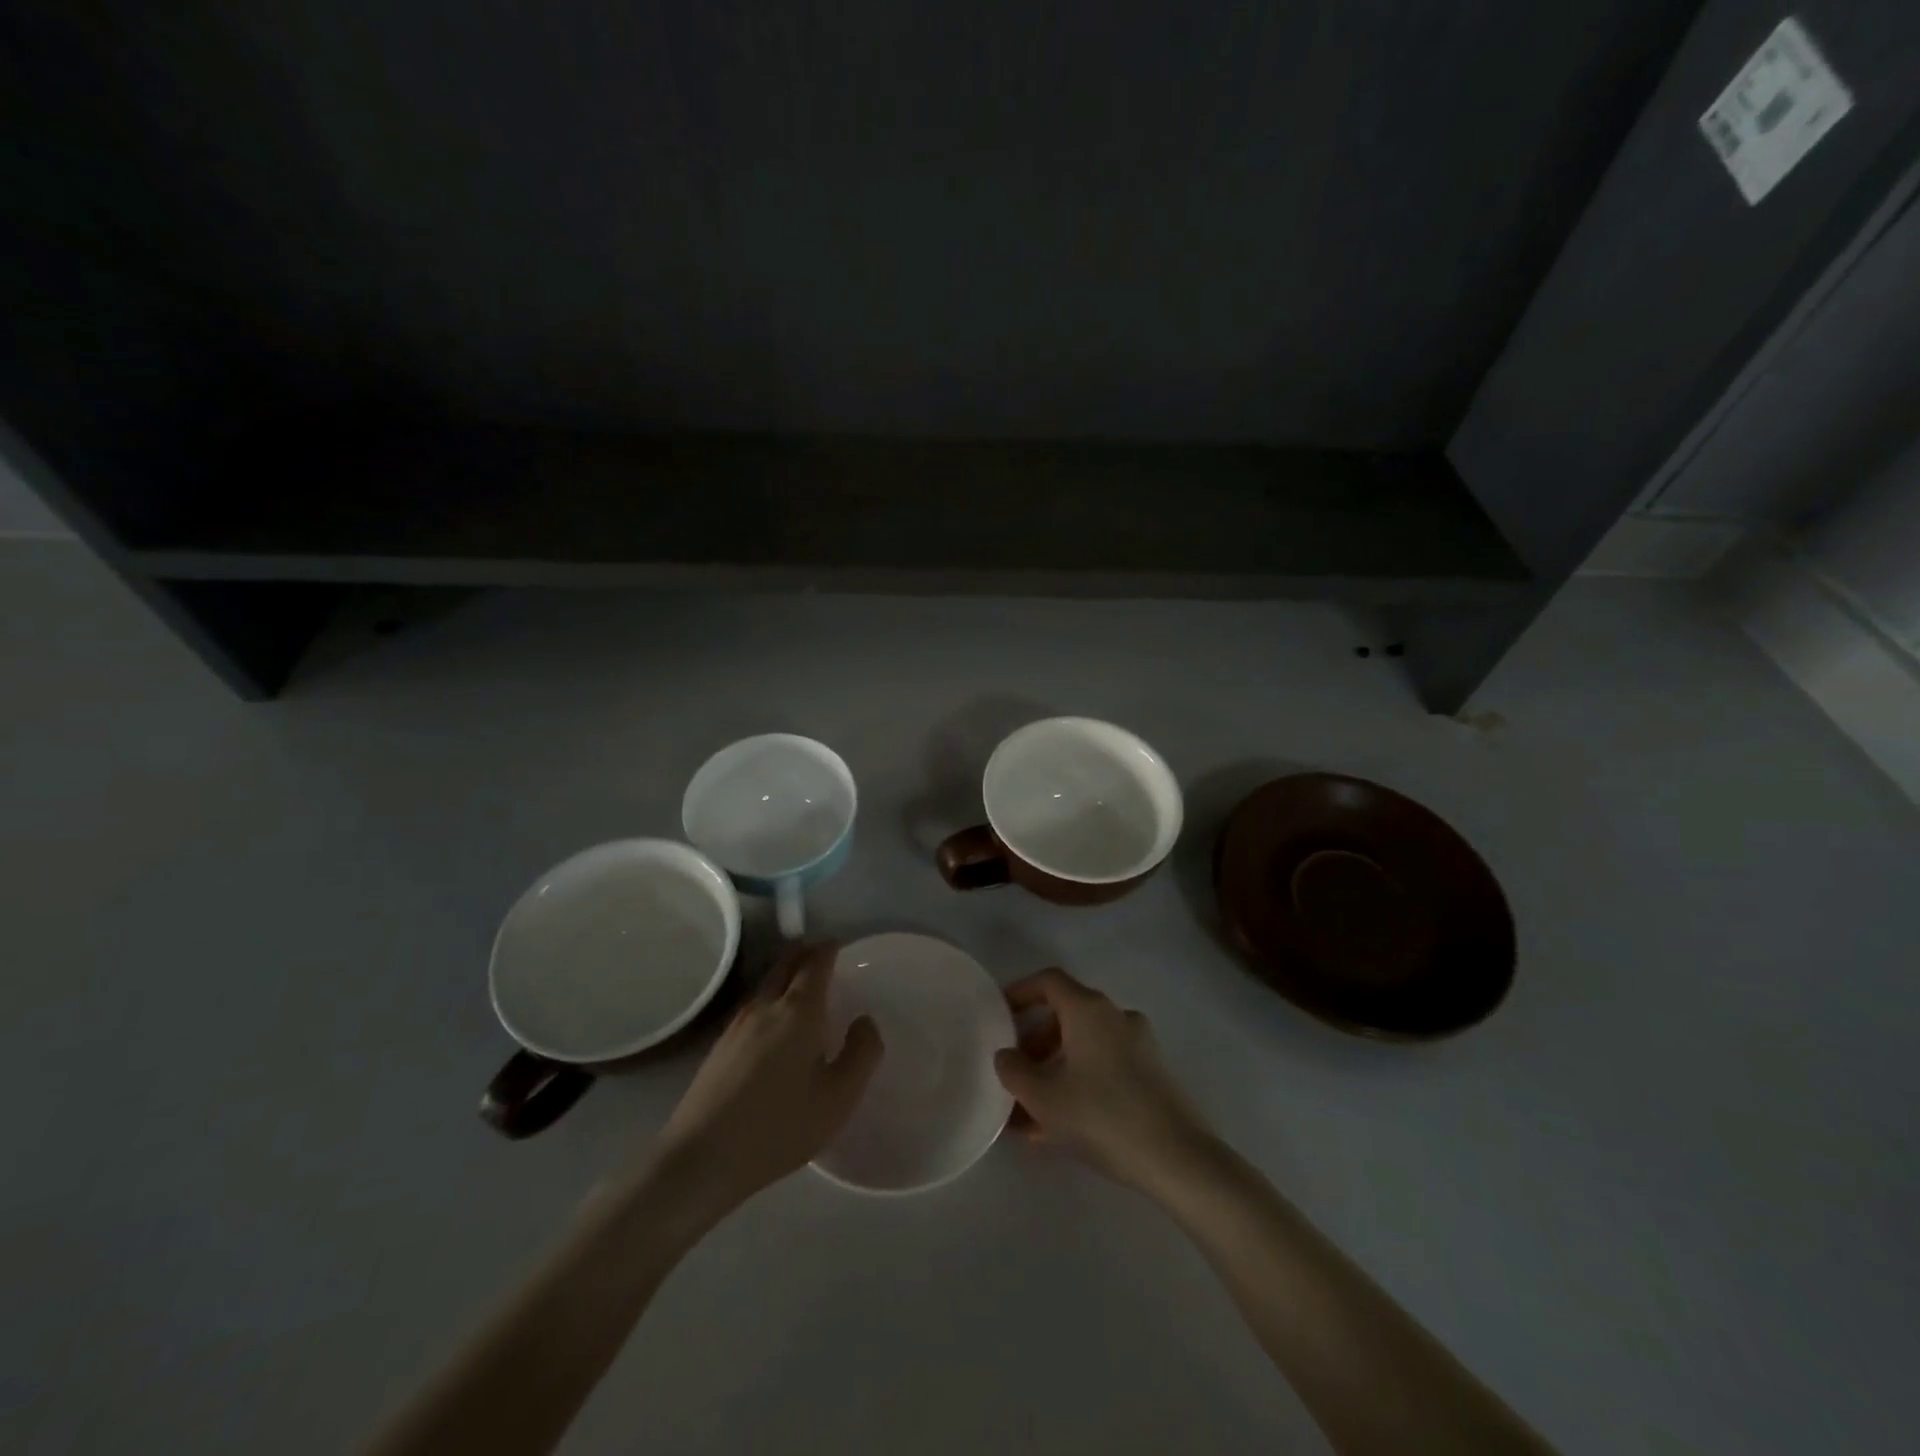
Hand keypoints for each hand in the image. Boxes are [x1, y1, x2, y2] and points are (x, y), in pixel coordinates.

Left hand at [652, 942, 882, 1216]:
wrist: (701, 1158)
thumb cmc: (780, 1126)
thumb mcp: (839, 1096)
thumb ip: (862, 1052)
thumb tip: (865, 1021)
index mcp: (799, 1010)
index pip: (816, 963)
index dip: (829, 950)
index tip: (840, 945)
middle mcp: (766, 1006)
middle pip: (785, 964)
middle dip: (804, 954)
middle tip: (821, 954)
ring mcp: (737, 1025)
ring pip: (766, 984)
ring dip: (785, 974)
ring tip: (801, 985)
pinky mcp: (720, 1047)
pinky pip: (753, 1006)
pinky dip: (770, 997)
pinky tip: (774, 1023)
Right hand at [994, 968, 1215, 1198]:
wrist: (1178, 1159)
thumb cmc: (1102, 1116)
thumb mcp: (1044, 1097)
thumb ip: (1014, 1071)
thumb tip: (1006, 1055)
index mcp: (1088, 1009)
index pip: (1048, 981)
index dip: (1020, 992)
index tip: (1000, 1014)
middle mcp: (1115, 1017)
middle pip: (1066, 1016)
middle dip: (1035, 1043)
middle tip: (1015, 1074)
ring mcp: (1138, 1045)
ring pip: (1084, 1047)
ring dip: (1055, 1070)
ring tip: (1031, 1114)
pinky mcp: (1152, 1075)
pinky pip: (1104, 1067)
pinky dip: (1079, 1084)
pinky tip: (1061, 1127)